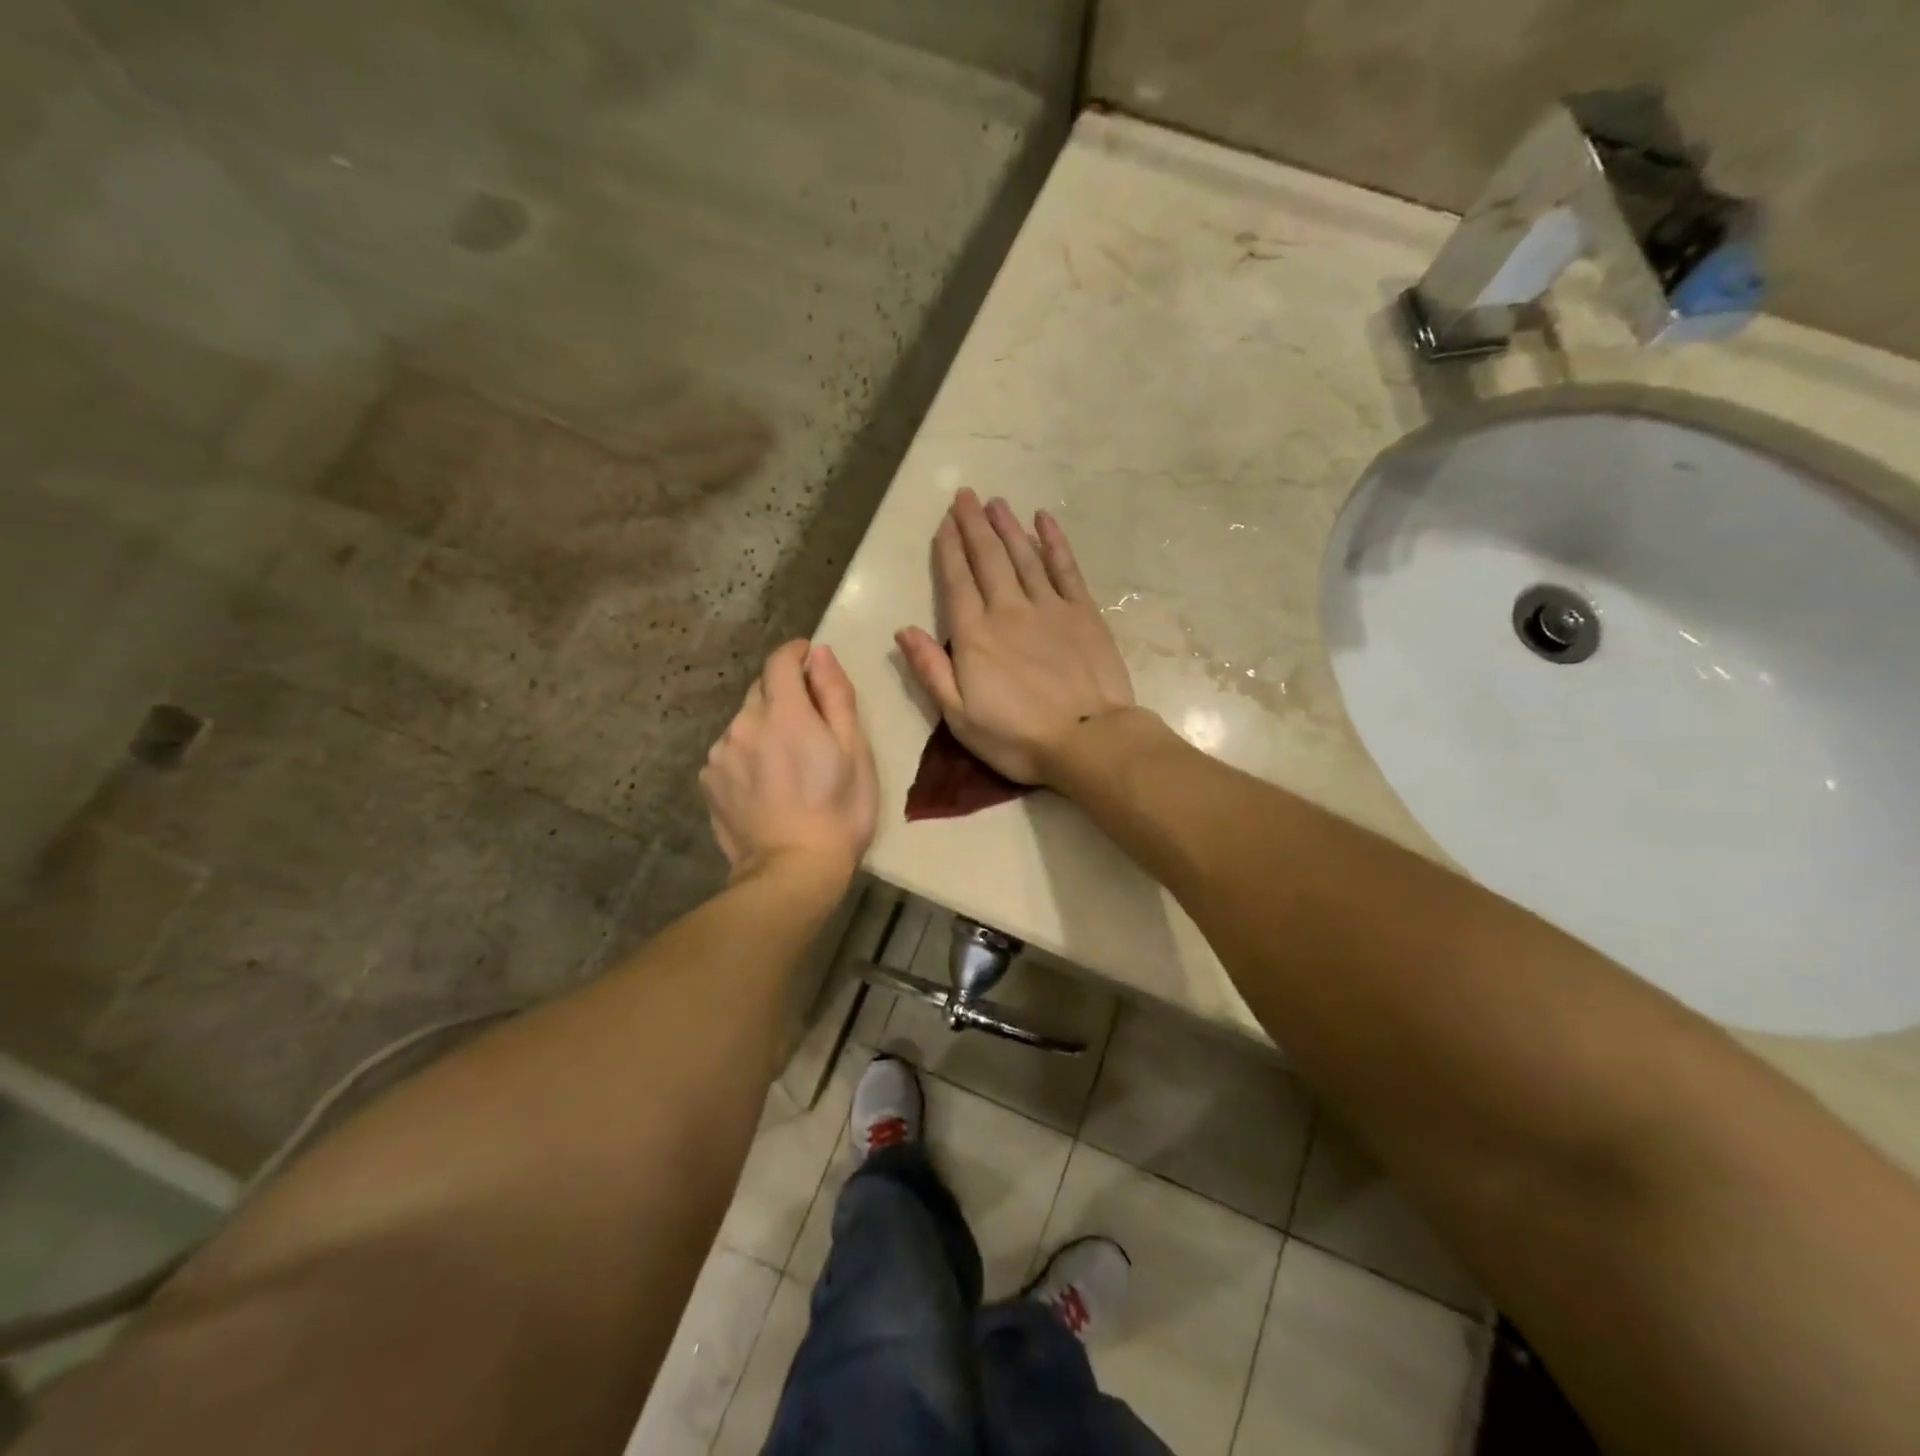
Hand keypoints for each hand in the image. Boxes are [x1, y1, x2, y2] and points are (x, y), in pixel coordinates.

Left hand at [701, 641, 877, 882]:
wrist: (792, 871)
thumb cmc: (839, 811)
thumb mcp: (854, 751)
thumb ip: (836, 696)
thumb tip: (819, 654)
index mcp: (784, 713)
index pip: (780, 662)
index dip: (795, 653)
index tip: (808, 658)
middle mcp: (744, 724)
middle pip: (761, 690)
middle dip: (784, 695)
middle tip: (809, 724)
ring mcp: (720, 754)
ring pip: (743, 723)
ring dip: (763, 727)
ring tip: (786, 763)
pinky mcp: (708, 781)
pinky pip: (729, 752)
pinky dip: (746, 755)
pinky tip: (764, 784)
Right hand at [895, 489, 1134, 784]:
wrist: (1087, 740)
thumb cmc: (1017, 738)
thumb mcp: (959, 718)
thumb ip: (930, 671)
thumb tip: (904, 630)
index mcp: (974, 636)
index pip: (956, 582)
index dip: (949, 550)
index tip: (944, 523)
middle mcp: (1008, 610)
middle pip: (987, 559)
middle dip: (974, 525)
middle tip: (965, 496)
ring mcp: (1048, 607)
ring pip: (1023, 555)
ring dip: (1007, 526)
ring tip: (996, 502)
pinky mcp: (1082, 612)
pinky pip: (1064, 567)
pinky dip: (1053, 541)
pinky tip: (1043, 520)